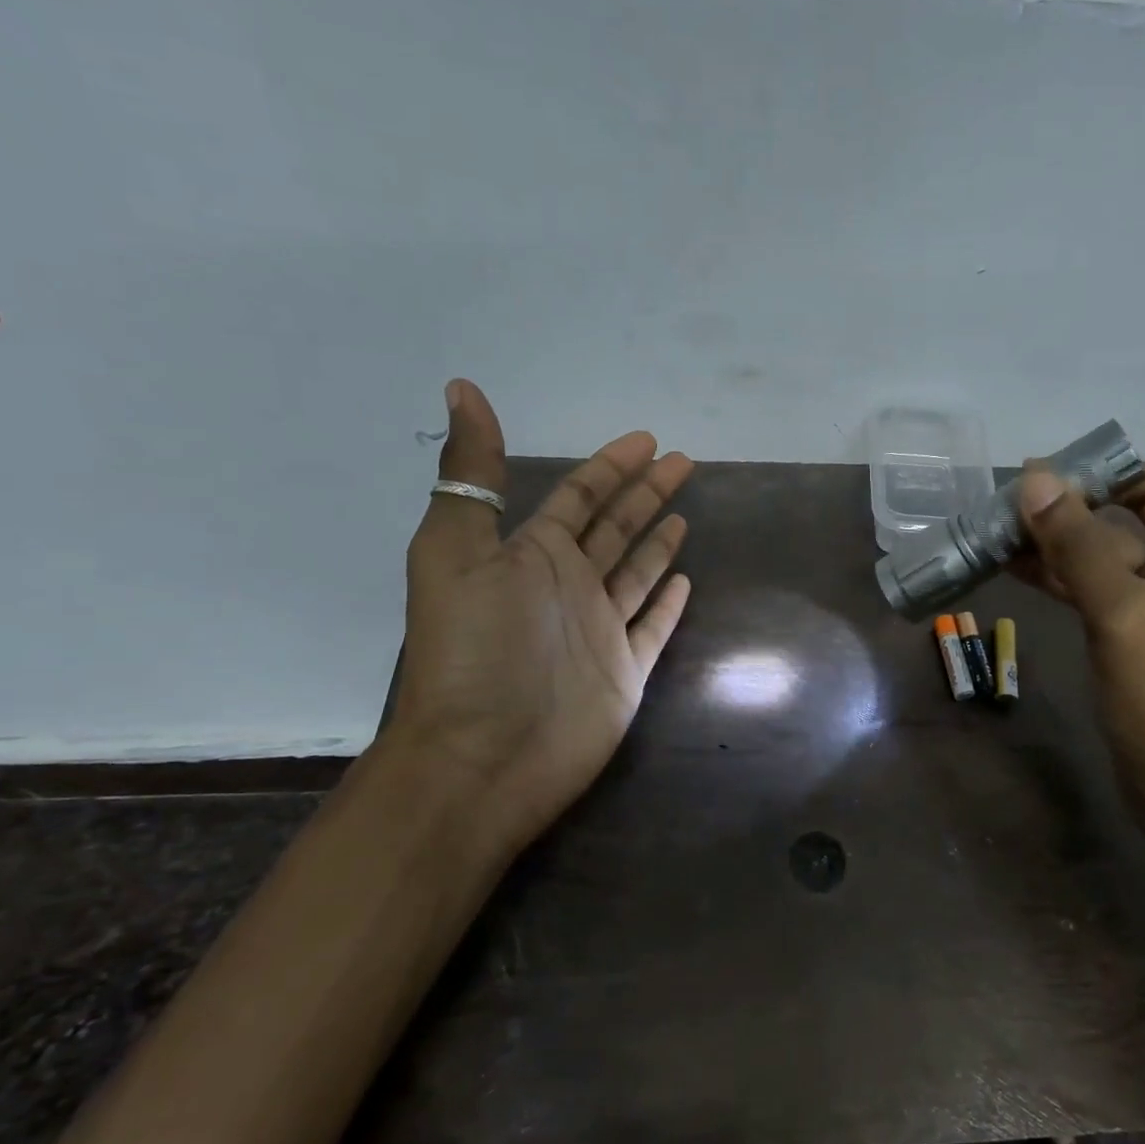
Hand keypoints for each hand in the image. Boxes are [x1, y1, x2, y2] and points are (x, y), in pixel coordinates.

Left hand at [388, 379, 692, 850]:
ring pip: (636, 574)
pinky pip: (653, 628)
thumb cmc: (475, 650)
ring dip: (658, 544)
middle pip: (616, 528)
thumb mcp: (458, 550)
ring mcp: (599, 631)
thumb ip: (470, 473)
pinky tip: (686, 583)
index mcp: (532, 555)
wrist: (485, 756)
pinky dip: (667, 605)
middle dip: (647, 493)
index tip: (646, 440)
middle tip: (683, 463)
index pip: (580, 496)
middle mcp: (568, 587)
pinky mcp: (624, 672)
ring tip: (683, 517)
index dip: (612, 466)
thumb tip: (461, 387)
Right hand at [1016, 404, 1144, 827]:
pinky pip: (1098, 585)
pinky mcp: (1138, 636)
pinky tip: (1010, 562)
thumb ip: (1078, 545)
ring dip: (1069, 531)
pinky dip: (1061, 571)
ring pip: (1119, 547)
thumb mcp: (1127, 615)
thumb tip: (1035, 478)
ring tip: (1007, 515)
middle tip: (1037, 479)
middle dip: (1102, 485)